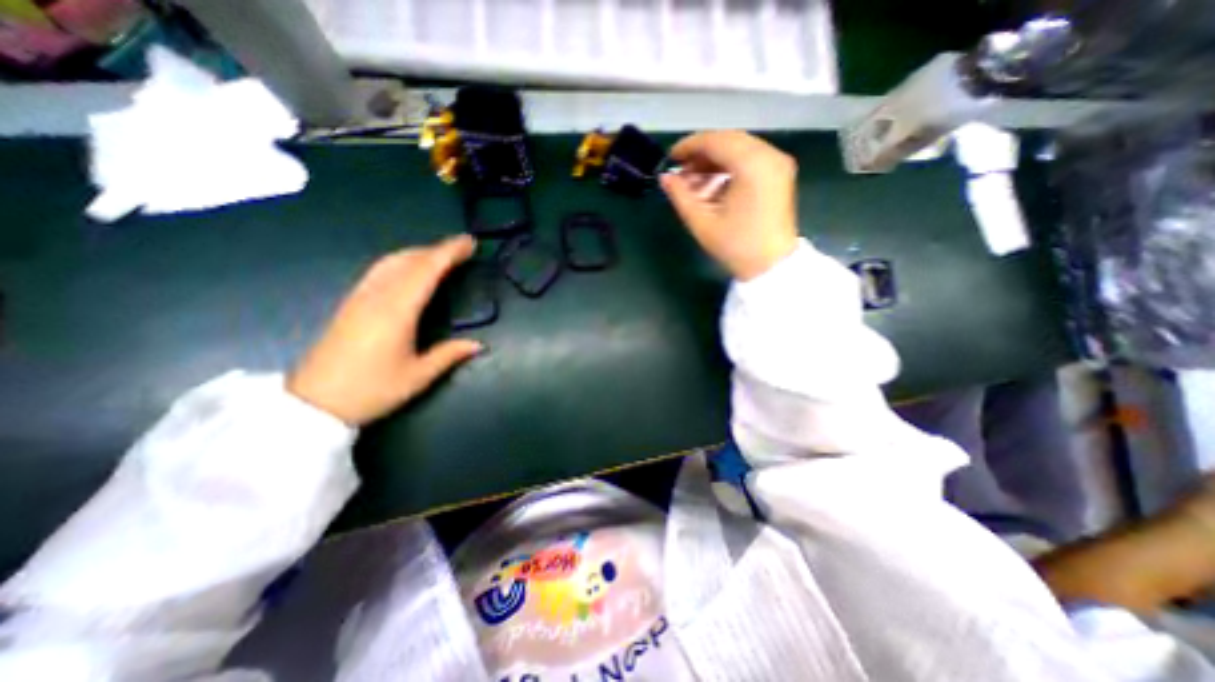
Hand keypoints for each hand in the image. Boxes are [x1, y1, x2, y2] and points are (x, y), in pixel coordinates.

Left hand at [288, 234, 485, 425]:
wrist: (314, 404)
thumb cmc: (371, 389)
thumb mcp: (418, 376)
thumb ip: (449, 355)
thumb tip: (478, 345)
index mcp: (397, 310)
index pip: (426, 270)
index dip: (449, 252)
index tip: (469, 243)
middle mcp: (377, 296)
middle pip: (408, 260)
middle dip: (437, 249)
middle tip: (462, 249)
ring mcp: (360, 297)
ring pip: (391, 261)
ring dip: (418, 253)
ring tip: (440, 255)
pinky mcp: (350, 304)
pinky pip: (379, 270)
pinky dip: (401, 261)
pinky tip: (409, 270)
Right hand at [661, 131, 804, 279]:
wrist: (771, 266)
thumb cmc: (735, 246)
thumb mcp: (702, 222)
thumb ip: (680, 196)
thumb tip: (665, 178)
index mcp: (752, 165)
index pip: (716, 141)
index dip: (689, 146)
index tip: (671, 158)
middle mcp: (769, 155)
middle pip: (728, 141)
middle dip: (701, 154)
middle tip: (681, 171)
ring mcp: (777, 163)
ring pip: (739, 149)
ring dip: (714, 161)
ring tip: (693, 182)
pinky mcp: (779, 174)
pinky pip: (750, 159)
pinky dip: (729, 167)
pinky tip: (713, 185)